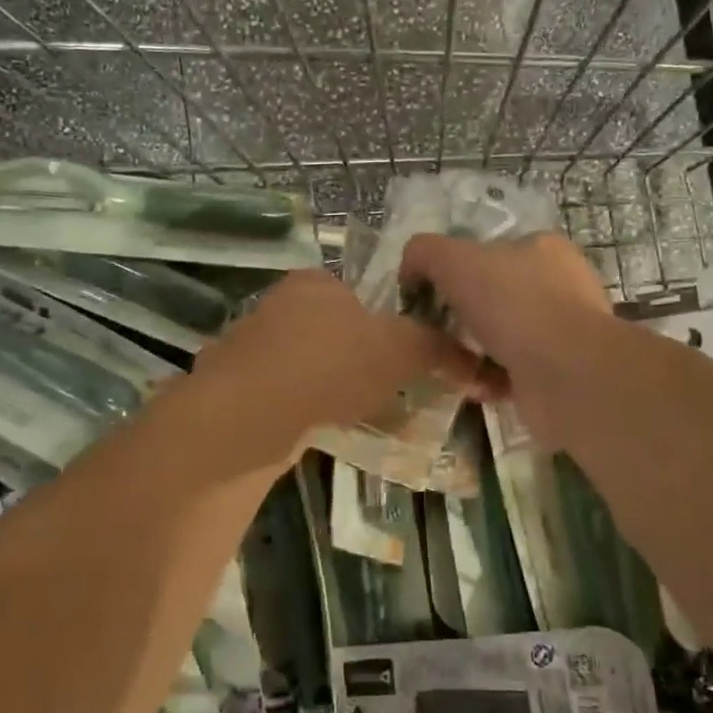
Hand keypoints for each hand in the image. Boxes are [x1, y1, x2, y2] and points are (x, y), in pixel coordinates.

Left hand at [191, 268, 478, 448]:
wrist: (249, 416)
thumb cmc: (331, 364)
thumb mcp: (402, 350)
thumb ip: (440, 349)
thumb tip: (480, 361)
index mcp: (315, 282)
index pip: (358, 292)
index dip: (384, 321)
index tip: (400, 354)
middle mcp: (276, 305)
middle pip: (330, 329)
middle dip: (356, 357)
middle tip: (384, 387)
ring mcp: (249, 347)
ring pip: (303, 364)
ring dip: (326, 386)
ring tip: (353, 414)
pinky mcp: (232, 389)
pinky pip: (280, 396)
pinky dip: (300, 409)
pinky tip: (316, 430)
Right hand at [398, 232, 614, 442]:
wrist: (567, 374)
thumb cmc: (514, 304)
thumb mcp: (454, 259)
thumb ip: (424, 253)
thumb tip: (410, 270)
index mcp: (542, 249)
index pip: (489, 253)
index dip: (453, 272)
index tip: (427, 297)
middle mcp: (556, 287)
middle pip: (490, 299)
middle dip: (458, 319)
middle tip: (432, 335)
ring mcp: (560, 333)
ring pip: (497, 339)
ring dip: (466, 354)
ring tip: (446, 367)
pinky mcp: (556, 374)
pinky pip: (508, 374)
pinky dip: (486, 380)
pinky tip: (471, 386)